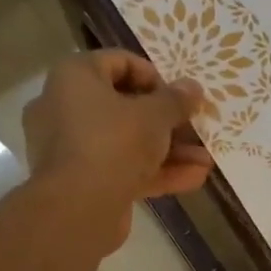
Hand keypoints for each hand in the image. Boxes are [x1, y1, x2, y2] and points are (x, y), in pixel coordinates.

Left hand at [23, 50, 212, 248]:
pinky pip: (122, 168)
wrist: (79, 208)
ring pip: (127, 141)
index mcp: (75, 77)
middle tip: (196, 129)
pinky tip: (193, 179)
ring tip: (205, 161)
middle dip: (168, 122)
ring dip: (169, 151)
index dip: (155, 76)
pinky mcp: (82, 180)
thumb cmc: (114, 142)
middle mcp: (66, 107)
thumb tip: (192, 88)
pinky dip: (154, 172)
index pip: (119, 62)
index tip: (179, 96)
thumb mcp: (156, 115)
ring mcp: (72, 147)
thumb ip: (177, 100)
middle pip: (125, 106)